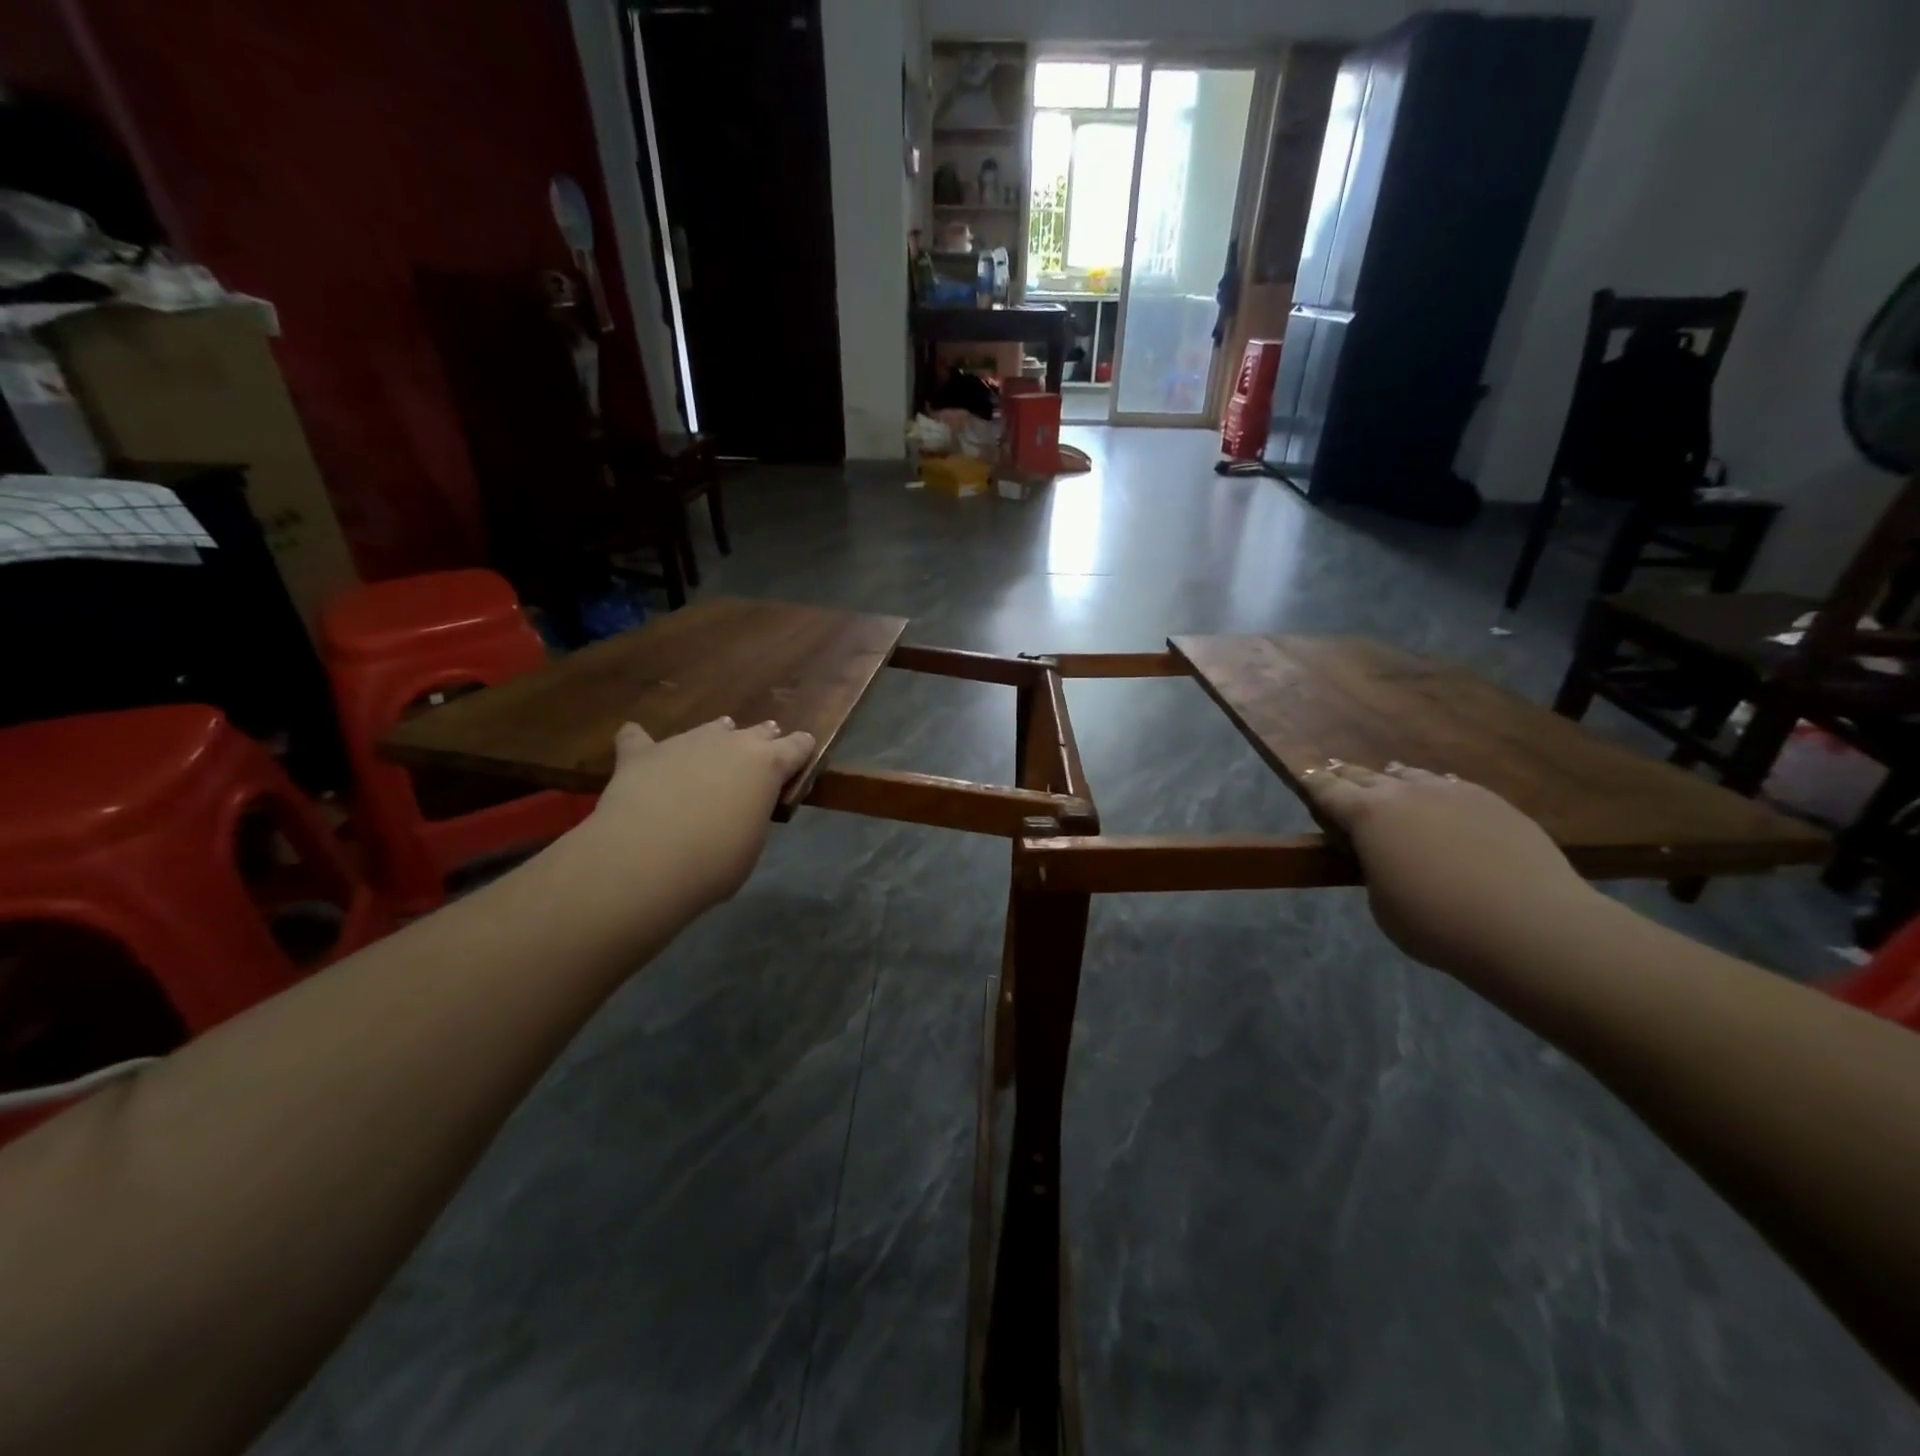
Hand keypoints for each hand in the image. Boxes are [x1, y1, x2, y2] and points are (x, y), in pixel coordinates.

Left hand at [578, 717, 816, 910]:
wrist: (647, 859)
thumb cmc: (715, 862)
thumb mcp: (752, 842)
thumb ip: (752, 814)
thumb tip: (740, 810)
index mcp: (767, 765)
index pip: (797, 746)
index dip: (801, 749)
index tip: (803, 751)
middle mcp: (730, 743)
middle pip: (757, 731)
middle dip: (761, 740)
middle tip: (759, 755)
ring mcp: (685, 742)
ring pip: (709, 728)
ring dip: (715, 737)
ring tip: (711, 748)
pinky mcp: (642, 753)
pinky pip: (638, 737)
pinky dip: (641, 742)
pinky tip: (636, 743)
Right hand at [1299, 761, 1600, 975]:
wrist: (1531, 926)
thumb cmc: (1437, 923)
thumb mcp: (1381, 903)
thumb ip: (1374, 869)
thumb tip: (1386, 855)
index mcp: (1367, 816)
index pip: (1327, 790)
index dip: (1313, 783)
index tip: (1304, 777)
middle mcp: (1404, 793)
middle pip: (1366, 775)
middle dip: (1348, 776)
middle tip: (1337, 774)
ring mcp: (1452, 792)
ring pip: (1411, 775)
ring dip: (1393, 779)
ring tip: (1389, 779)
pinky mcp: (1493, 802)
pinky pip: (1451, 786)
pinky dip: (1435, 790)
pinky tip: (1441, 799)